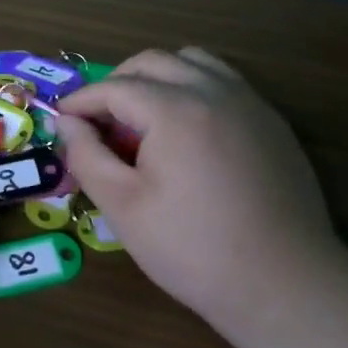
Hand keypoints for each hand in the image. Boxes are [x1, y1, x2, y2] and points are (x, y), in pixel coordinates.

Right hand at [57, 48, 343, 346]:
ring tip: (144, 118)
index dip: (82, 101)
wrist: (285, 285)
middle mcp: (214, 92)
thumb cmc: (193, 249)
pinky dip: (194, 88)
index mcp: (175, 110)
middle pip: (153, 62)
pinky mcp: (272, 123)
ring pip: (193, 62)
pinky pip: (224, 82)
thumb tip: (66, 124)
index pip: (114, 87)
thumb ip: (87, 156)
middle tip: (99, 121)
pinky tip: (186, 133)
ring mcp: (250, 104)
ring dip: (158, 77)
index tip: (62, 121)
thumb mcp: (123, 207)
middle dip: (117, 83)